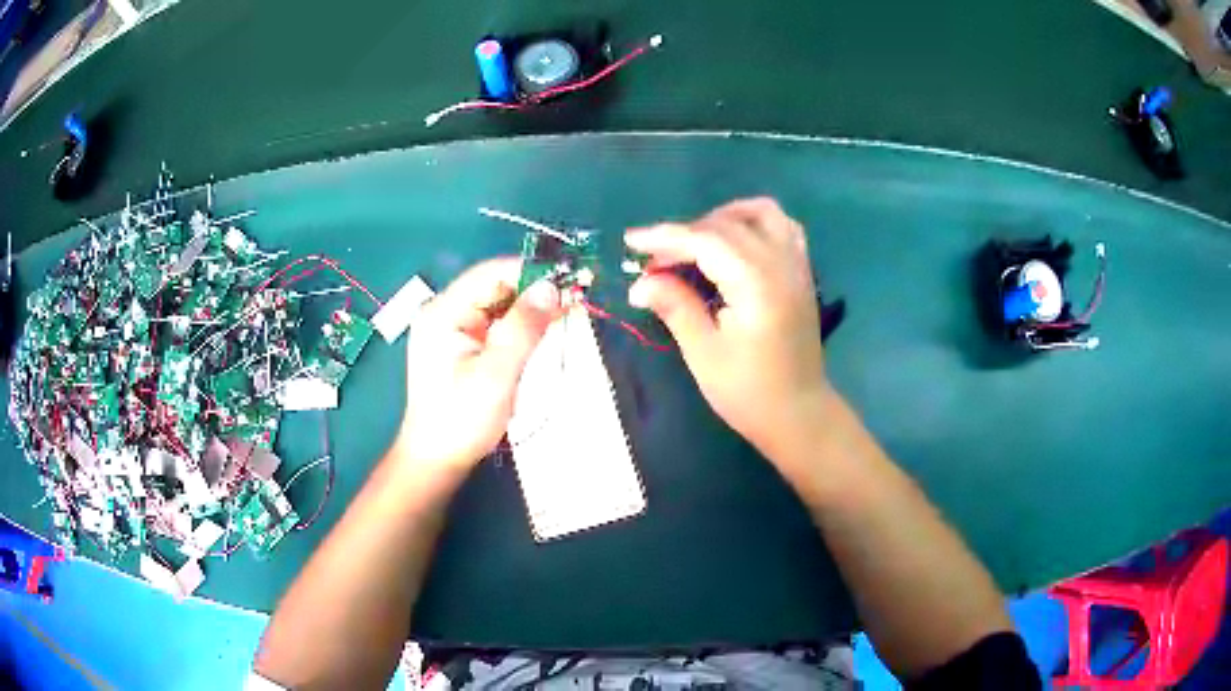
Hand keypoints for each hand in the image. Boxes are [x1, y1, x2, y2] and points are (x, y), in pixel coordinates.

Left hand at [397, 259, 561, 470]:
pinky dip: (522, 323)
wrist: (438, 459)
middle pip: (496, 285)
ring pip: (499, 303)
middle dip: (535, 289)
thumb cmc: (462, 419)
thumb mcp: (496, 374)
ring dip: (532, 306)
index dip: (532, 271)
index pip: (491, 273)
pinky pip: (496, 322)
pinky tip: (546, 326)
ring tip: (568, 310)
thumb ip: (524, 328)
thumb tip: (552, 286)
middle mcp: (444, 311)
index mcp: (443, 312)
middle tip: (576, 297)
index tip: (570, 279)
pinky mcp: (462, 344)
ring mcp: (451, 328)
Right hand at [625, 198, 830, 461]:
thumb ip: (675, 306)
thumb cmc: (749, 392)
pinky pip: (783, 227)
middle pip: (728, 225)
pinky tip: (733, 243)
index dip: (665, 237)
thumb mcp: (704, 353)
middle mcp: (781, 265)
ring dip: (724, 218)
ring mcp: (797, 266)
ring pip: (762, 214)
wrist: (799, 415)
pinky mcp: (802, 274)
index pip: (706, 241)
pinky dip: (754, 223)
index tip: (630, 242)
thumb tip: (639, 283)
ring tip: (695, 241)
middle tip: (655, 261)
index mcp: (757, 285)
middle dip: (686, 233)